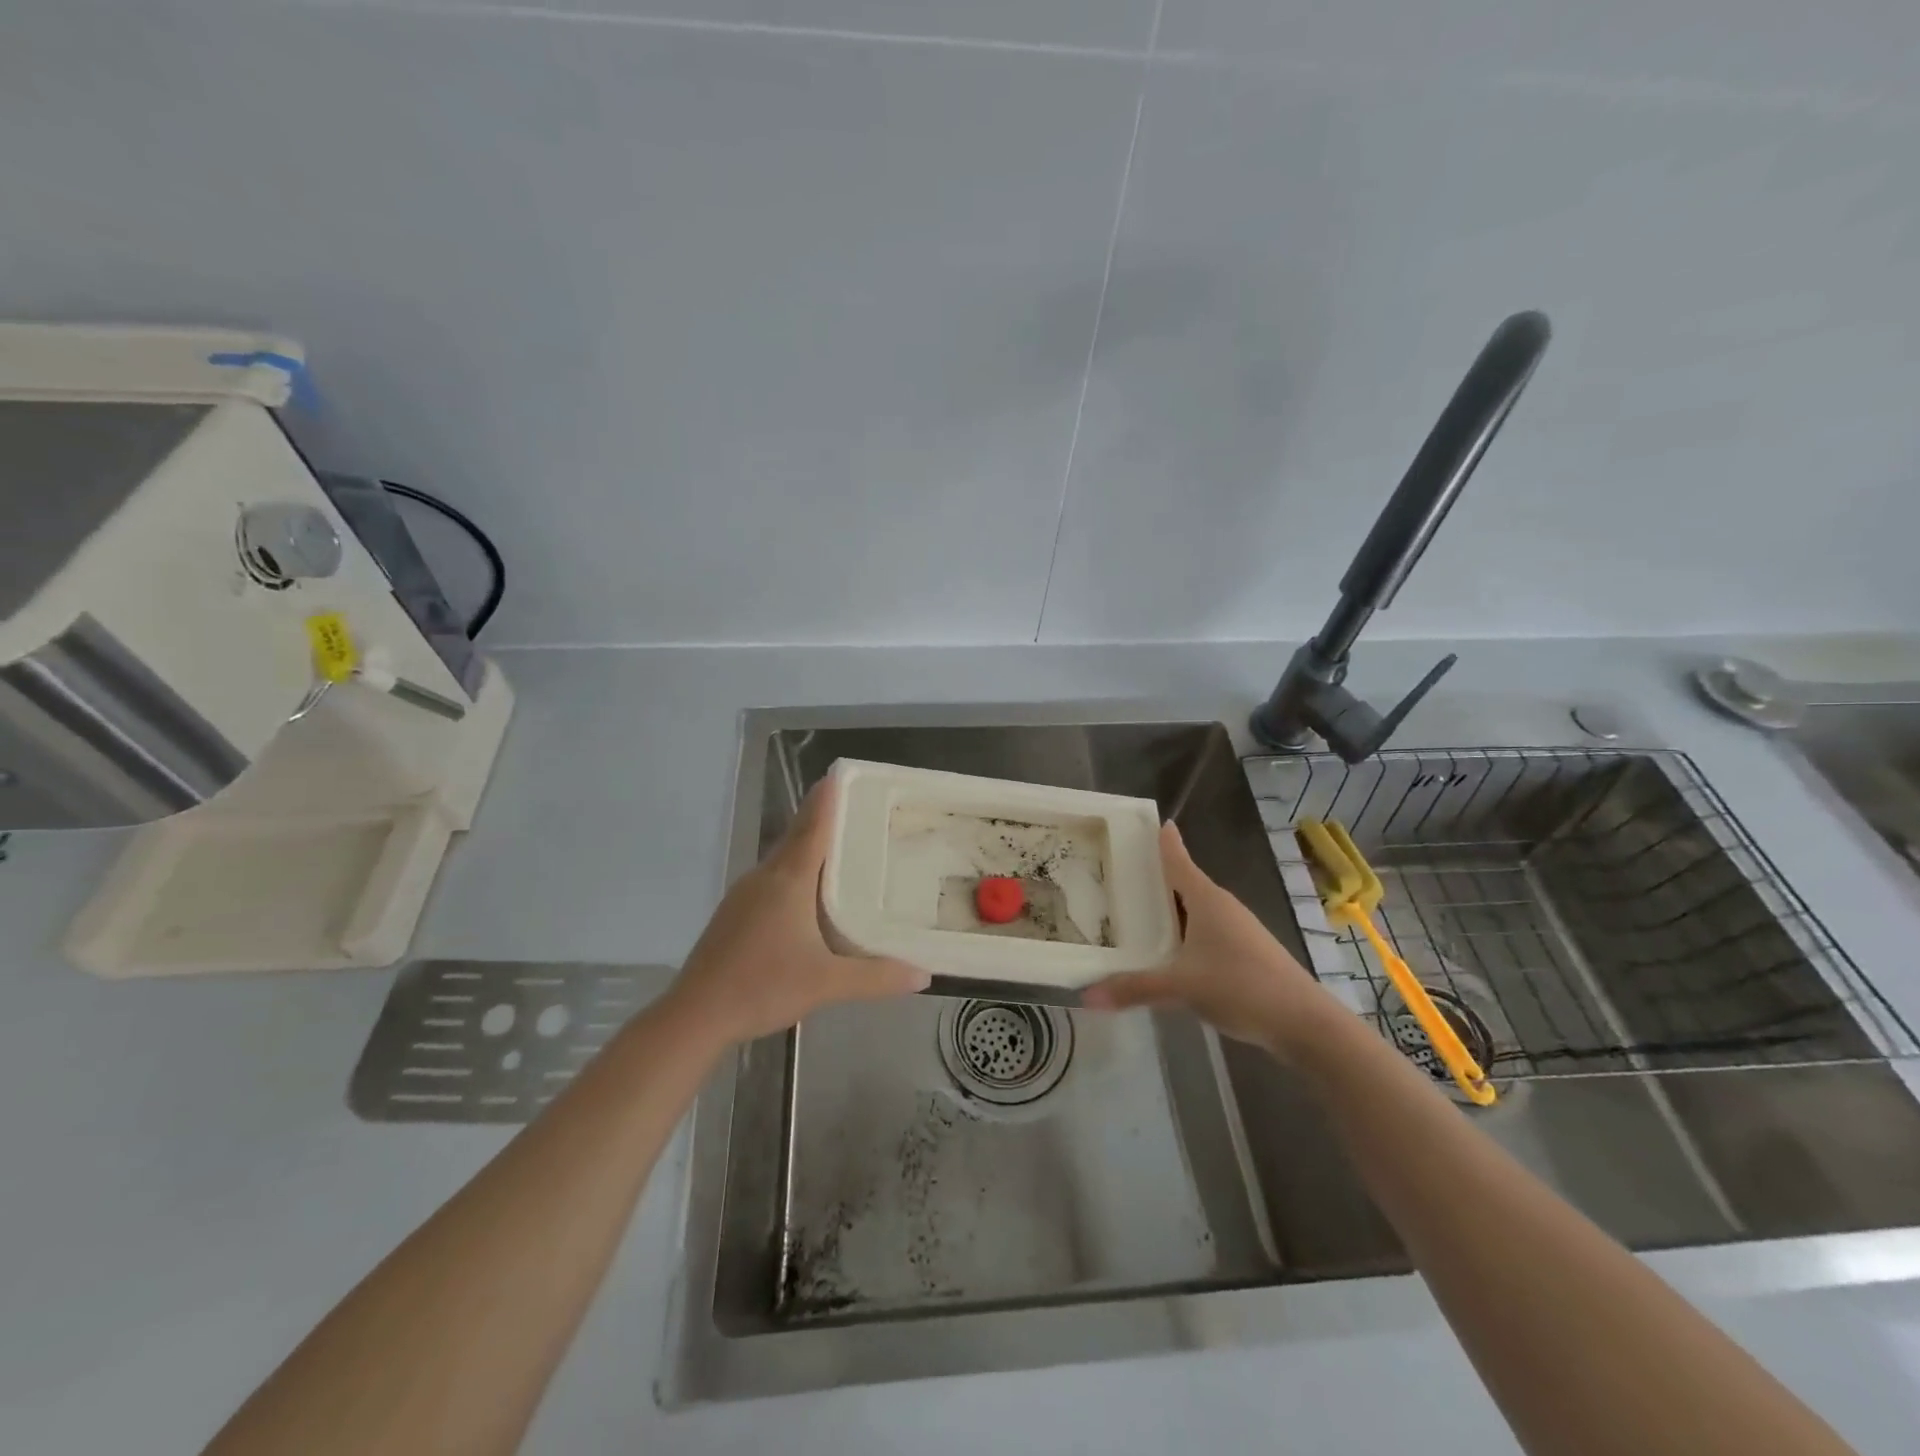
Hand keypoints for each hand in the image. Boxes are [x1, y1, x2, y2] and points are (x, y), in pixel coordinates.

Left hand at [667, 777, 929, 1045]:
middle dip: (822, 818)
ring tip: (840, 847)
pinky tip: (807, 894)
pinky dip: (794, 872)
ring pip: (782, 859)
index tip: (841, 773)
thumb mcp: (826, 984)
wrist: (695, 1015)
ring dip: (807, 846)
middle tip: (856, 808)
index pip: (813, 826)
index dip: (828, 799)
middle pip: (797, 836)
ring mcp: (744, 894)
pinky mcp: (734, 913)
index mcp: (788, 880)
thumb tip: (923, 975)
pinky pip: (771, 879)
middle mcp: (765, 877)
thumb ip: (876, 977)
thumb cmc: (762, 986)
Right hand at [1083, 822, 1332, 1056]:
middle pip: (1183, 884)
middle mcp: (1222, 907)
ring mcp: (1237, 930)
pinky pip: (1204, 933)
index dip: (1163, 841)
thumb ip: (1134, 989)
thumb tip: (1086, 996)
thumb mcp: (1181, 987)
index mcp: (1206, 899)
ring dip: (1169, 911)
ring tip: (1135, 914)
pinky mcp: (1245, 953)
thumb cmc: (1242, 987)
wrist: (1305, 1023)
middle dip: (1154, 879)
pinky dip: (1183, 935)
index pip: (1178, 860)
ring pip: (1194, 911)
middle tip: (1119, 874)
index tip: (1150, 821)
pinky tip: (1167, 953)